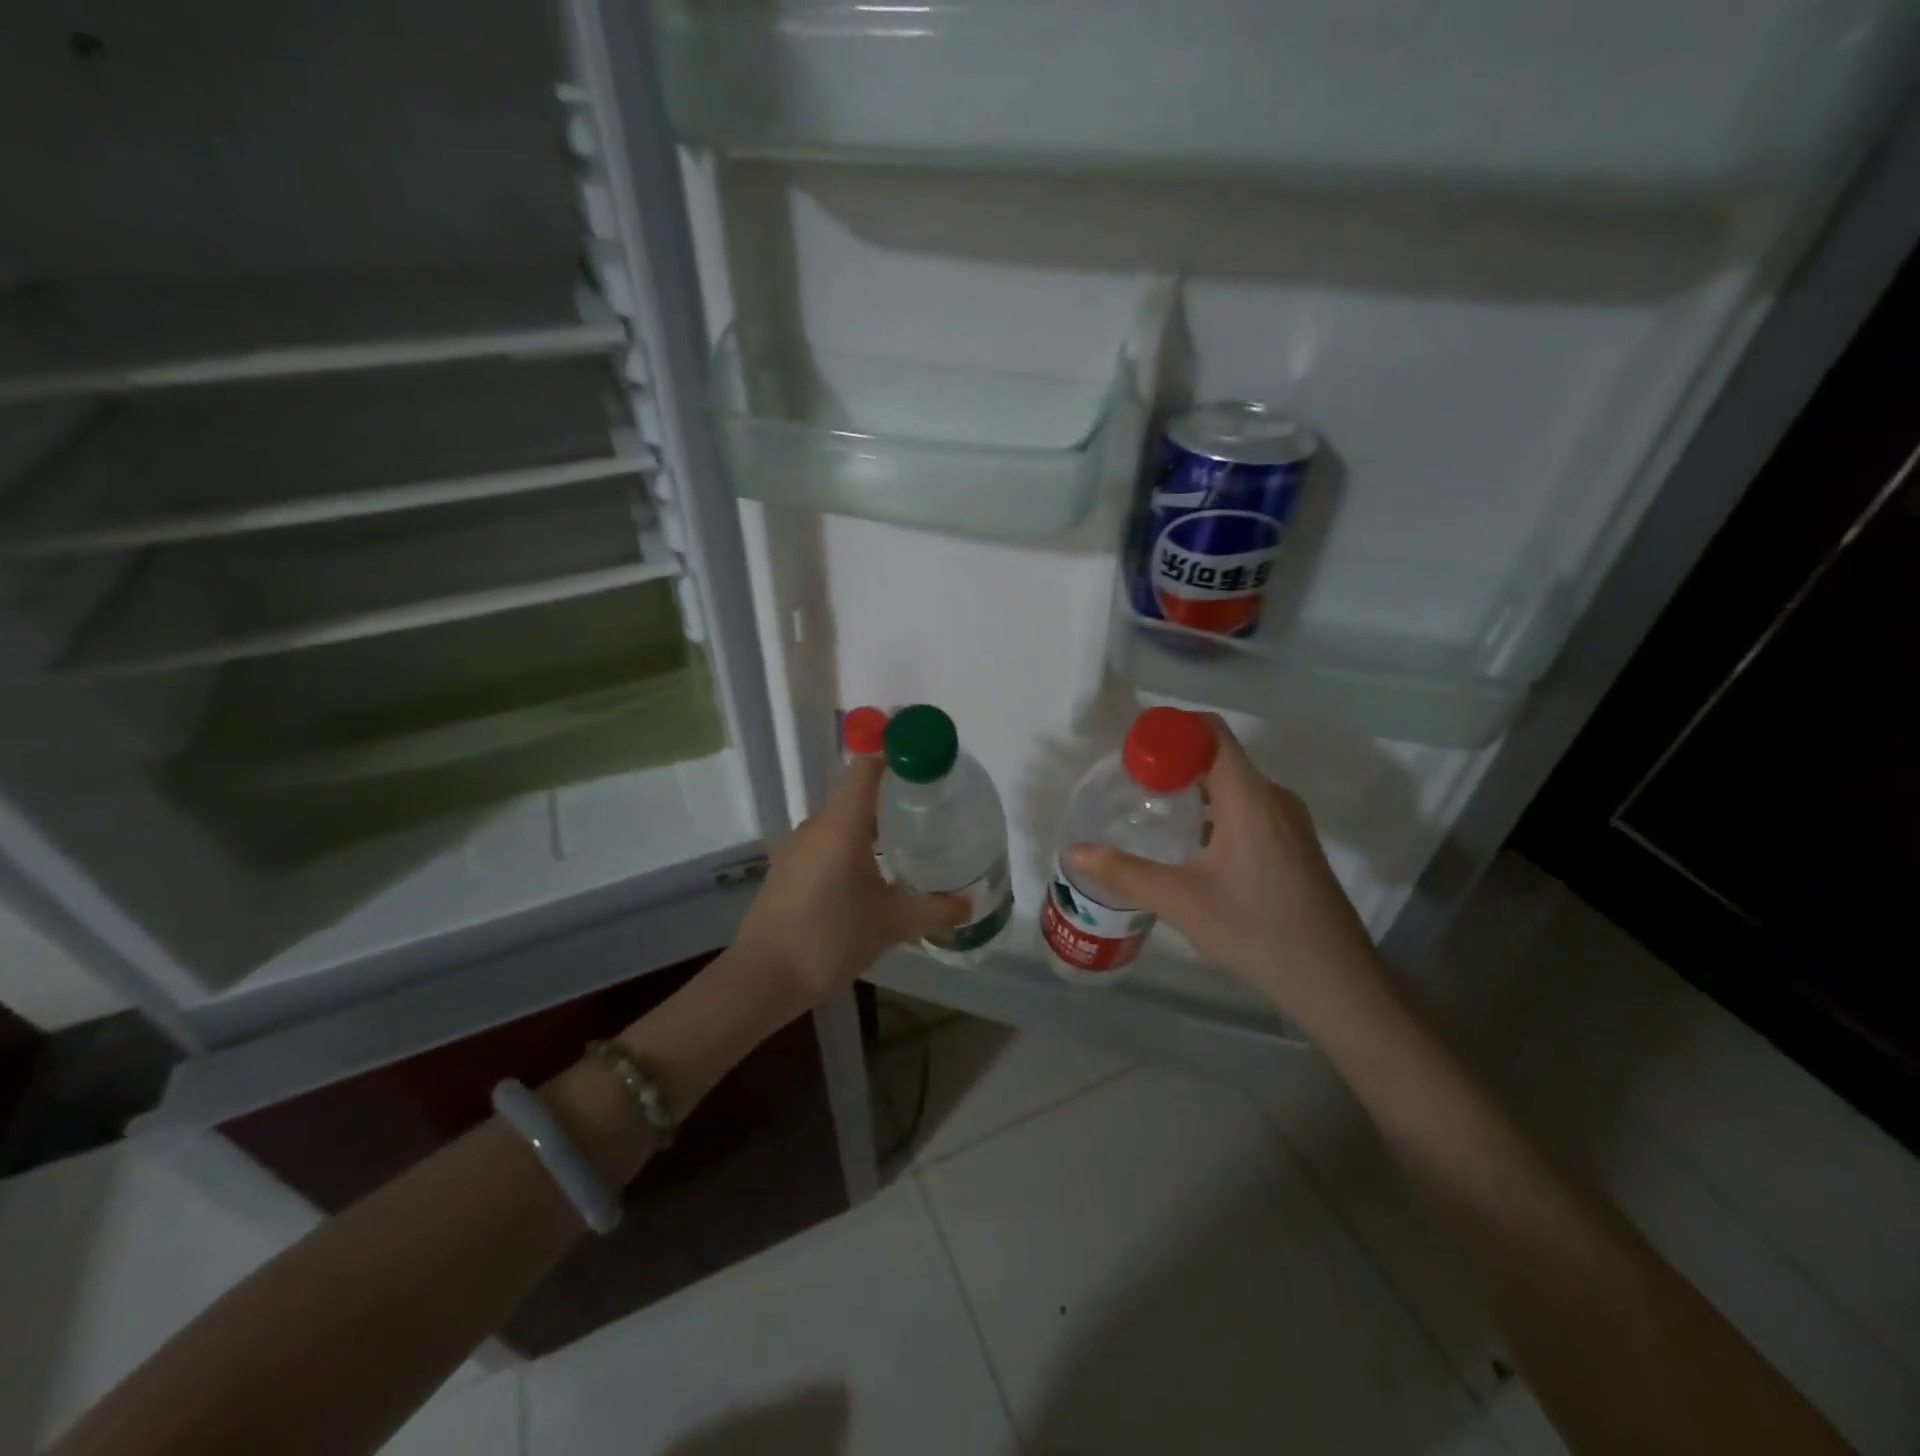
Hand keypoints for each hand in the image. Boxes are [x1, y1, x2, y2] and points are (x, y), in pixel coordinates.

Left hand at [733, 756, 967, 1006]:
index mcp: (841, 824)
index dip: (898, 756)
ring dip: (876, 824)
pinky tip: (875, 874)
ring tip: (912, 840)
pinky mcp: (790, 870)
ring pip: (843, 821)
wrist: (762, 979)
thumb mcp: (890, 924)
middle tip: (935, 808)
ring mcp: (798, 848)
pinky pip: (829, 843)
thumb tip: (968, 905)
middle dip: (896, 796)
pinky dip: (856, 846)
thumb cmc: (828, 939)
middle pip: (859, 793)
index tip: (930, 764)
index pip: (868, 767)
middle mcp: (817, 826)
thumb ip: (933, 910)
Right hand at [1064, 716, 1383, 1032]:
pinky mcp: (1294, 845)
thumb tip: (1074, 852)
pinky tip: (1190, 843)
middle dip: (1173, 760)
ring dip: (1193, 787)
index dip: (1169, 730)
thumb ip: (1124, 872)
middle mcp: (1273, 798)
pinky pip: (1248, 807)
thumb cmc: (1257, 931)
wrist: (1336, 982)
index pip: (1210, 732)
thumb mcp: (1182, 901)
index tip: (1132, 750)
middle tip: (1131, 782)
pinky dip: (1214, 809)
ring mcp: (1289, 822)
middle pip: (1219, 755)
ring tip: (1152, 809)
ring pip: (1234, 784)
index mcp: (1250, 797)